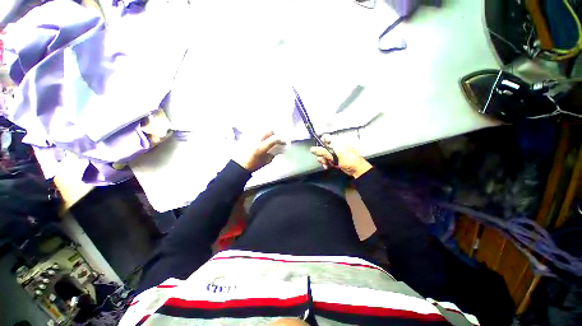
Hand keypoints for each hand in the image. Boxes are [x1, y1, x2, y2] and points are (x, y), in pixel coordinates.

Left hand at [234, 131, 284, 171]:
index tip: (284, 142)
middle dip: (274, 134)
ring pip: (261, 130)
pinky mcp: (245, 137)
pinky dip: (260, 134)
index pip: (274, 139)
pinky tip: (261, 139)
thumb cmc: (253, 165)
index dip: (281, 140)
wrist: (239, 165)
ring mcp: (250, 137)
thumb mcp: (266, 161)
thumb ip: (273, 154)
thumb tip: (278, 149)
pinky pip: (255, 132)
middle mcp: (255, 140)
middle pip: (268, 131)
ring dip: (267, 133)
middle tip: (276, 139)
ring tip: (268, 138)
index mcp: (261, 147)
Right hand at [310, 135, 371, 178]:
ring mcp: (335, 153)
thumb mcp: (334, 155)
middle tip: (323, 159)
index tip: (318, 149)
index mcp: (336, 141)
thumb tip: (312, 149)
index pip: (325, 137)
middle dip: (321, 155)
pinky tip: (327, 166)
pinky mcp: (335, 159)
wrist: (357, 170)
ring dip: (323, 160)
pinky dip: (326, 163)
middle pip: (322, 147)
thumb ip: (322, 151)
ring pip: (324, 155)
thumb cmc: (350, 160)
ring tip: (326, 164)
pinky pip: (327, 160)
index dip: (320, 142)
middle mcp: (335, 146)